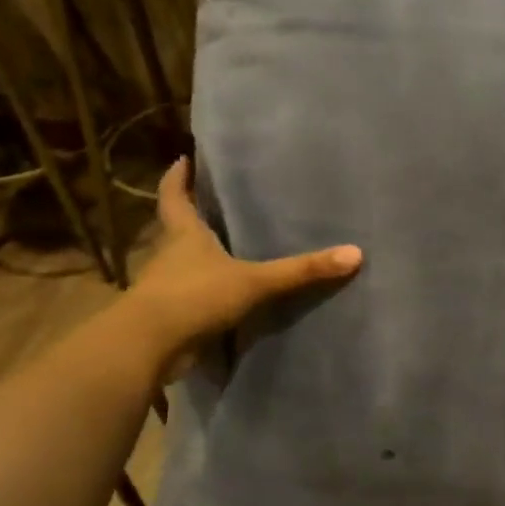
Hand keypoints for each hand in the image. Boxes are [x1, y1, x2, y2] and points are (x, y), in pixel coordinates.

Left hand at [121, 158, 361, 377]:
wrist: (149, 346)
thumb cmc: (195, 296)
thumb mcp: (255, 281)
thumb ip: (301, 271)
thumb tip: (354, 254)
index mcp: (183, 234)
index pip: (175, 196)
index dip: (178, 177)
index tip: (183, 159)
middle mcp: (170, 254)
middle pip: (178, 227)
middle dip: (194, 215)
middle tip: (219, 202)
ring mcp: (168, 286)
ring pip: (184, 263)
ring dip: (201, 256)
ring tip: (231, 247)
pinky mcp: (171, 315)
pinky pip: (193, 296)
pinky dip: (207, 292)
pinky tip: (229, 294)